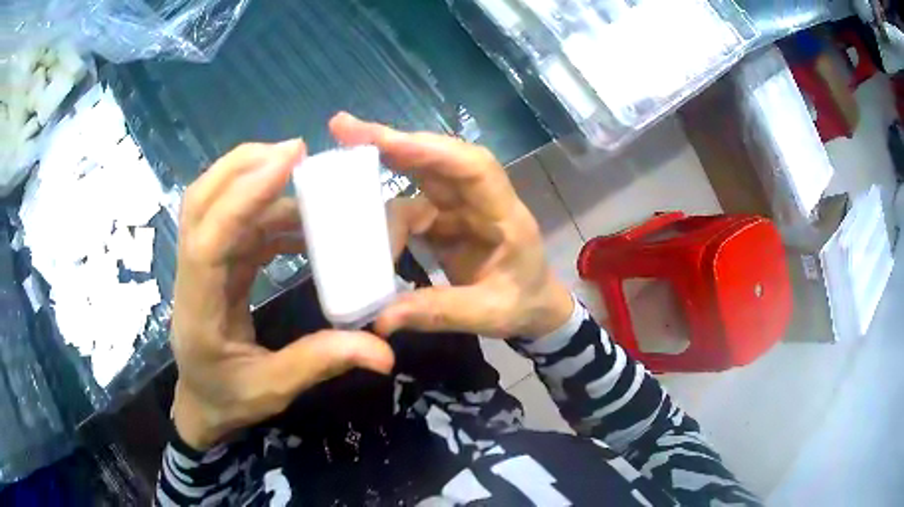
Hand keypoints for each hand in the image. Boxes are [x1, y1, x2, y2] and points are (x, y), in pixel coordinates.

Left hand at [171, 141, 393, 449]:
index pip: (209, 241)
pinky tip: (301, 222)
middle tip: (295, 152)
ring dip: (258, 184)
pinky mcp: (215, 264)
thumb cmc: (229, 398)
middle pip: (201, 202)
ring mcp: (201, 266)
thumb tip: (384, 350)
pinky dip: (267, 213)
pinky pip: (237, 225)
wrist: (201, 403)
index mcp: (198, 310)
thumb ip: (321, 362)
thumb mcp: (274, 389)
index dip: (244, 196)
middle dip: (243, 167)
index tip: (288, 162)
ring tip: (307, 180)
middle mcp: (192, 276)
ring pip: (217, 204)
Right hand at [329, 113, 573, 339]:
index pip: (472, 168)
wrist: (535, 307)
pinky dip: (382, 211)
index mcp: (504, 216)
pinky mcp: (443, 218)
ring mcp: (460, 206)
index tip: (384, 141)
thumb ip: (439, 313)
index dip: (430, 151)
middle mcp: (480, 200)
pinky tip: (357, 215)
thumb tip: (380, 319)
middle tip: (342, 128)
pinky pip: (409, 205)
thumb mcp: (489, 314)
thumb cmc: (524, 304)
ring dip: (381, 166)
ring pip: (419, 175)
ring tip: (337, 169)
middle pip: (438, 158)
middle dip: (392, 142)